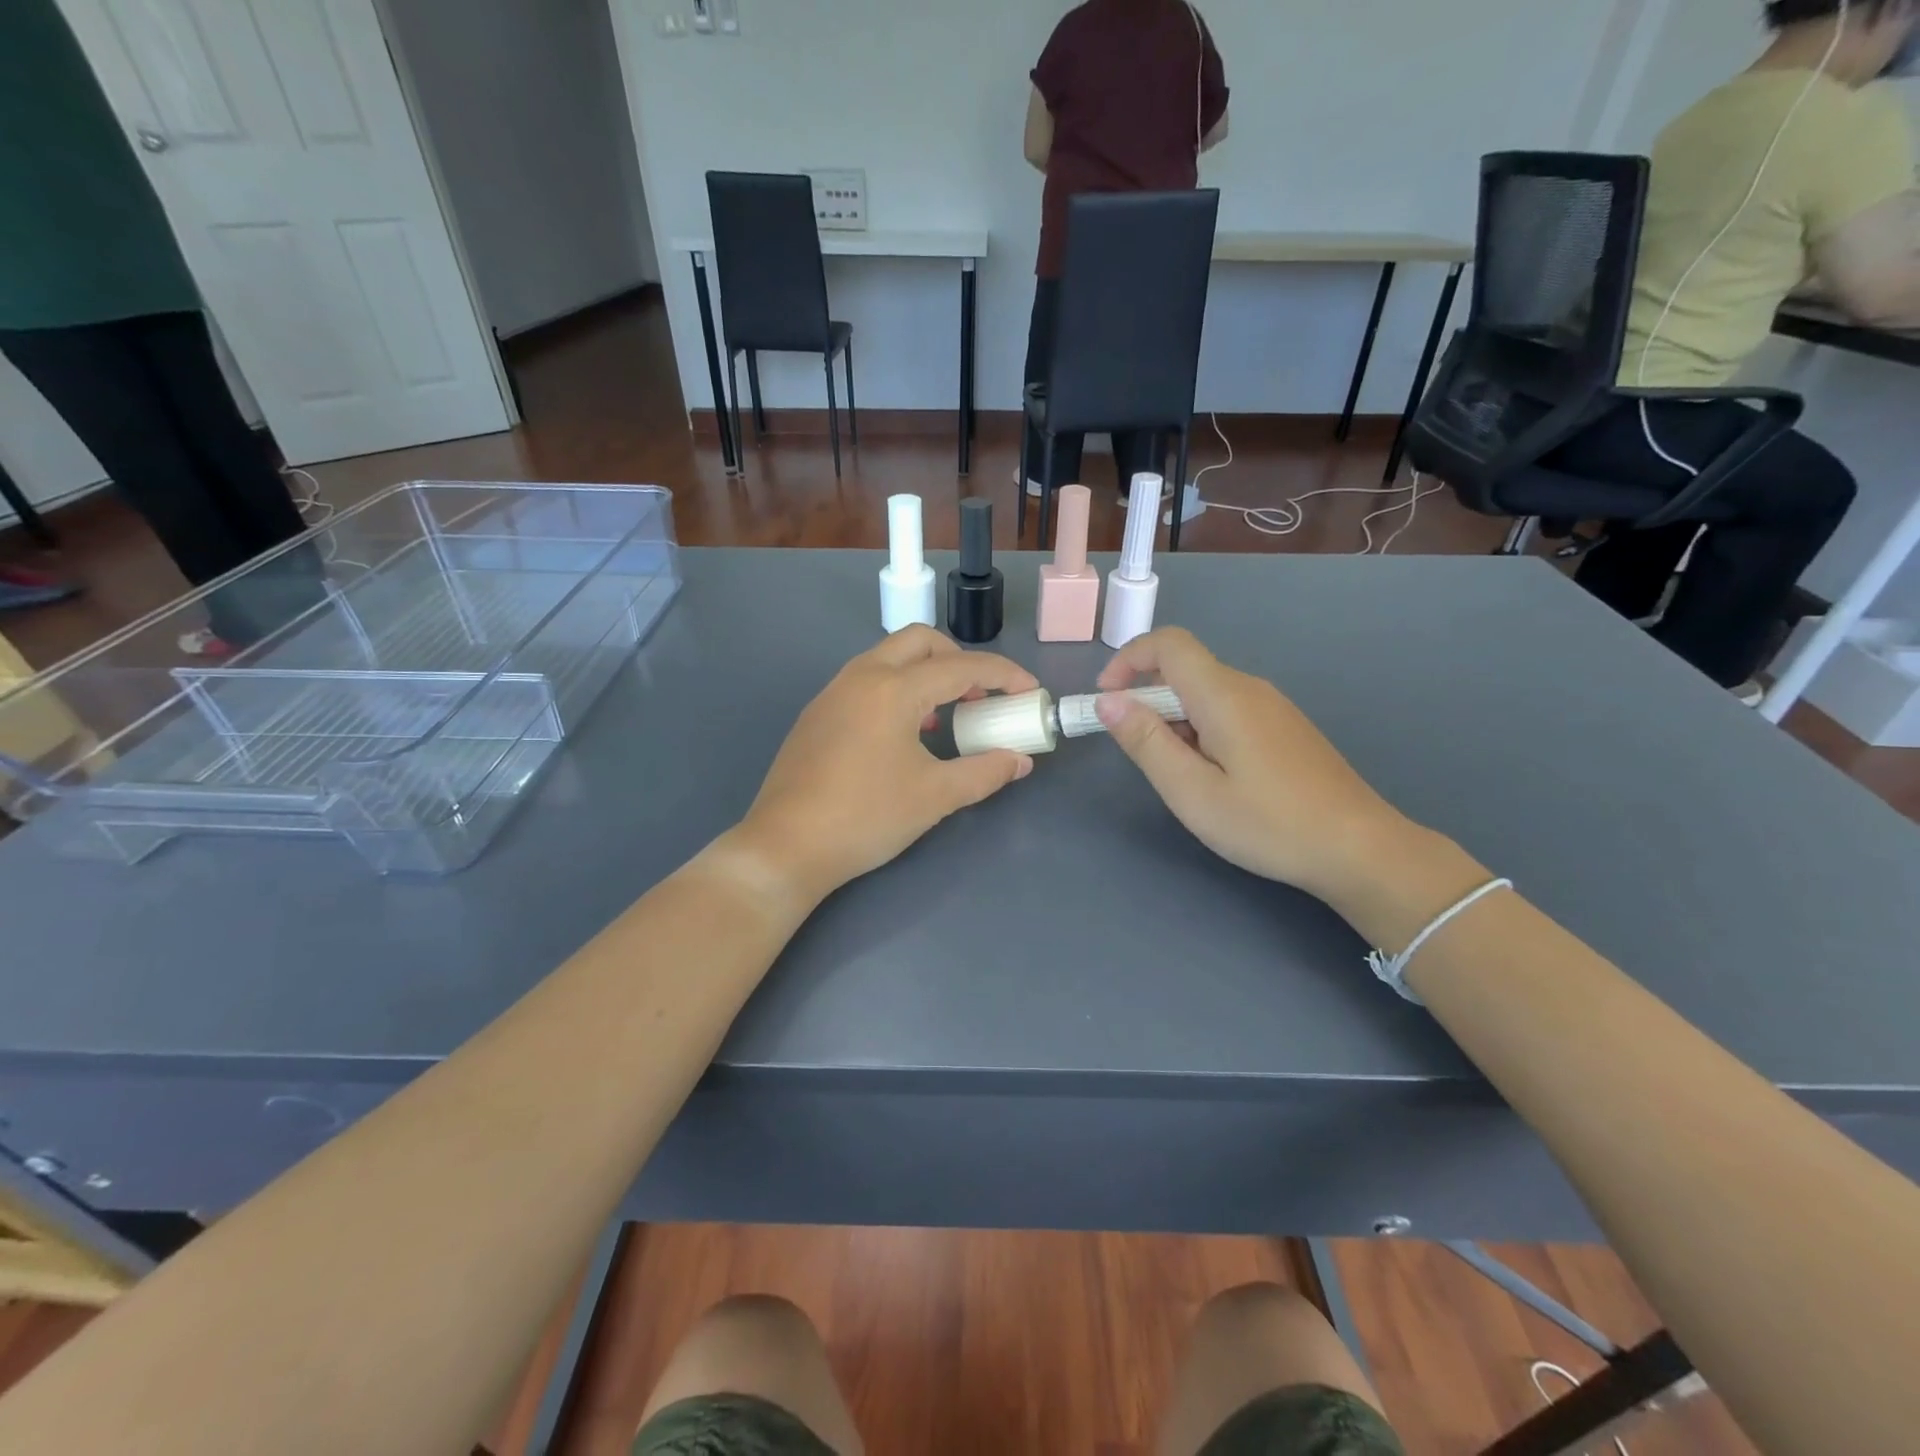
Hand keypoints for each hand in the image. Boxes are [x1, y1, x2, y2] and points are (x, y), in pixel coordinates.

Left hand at [737, 627, 1038, 905]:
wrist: (786, 846)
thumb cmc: (866, 817)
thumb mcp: (935, 796)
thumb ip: (985, 772)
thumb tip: (1020, 761)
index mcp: (892, 689)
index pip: (961, 666)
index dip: (1003, 675)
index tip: (1029, 692)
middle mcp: (860, 677)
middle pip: (920, 642)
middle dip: (959, 660)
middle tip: (980, 696)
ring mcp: (832, 693)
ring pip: (888, 658)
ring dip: (925, 674)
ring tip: (945, 717)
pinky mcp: (817, 714)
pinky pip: (866, 681)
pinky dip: (896, 690)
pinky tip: (903, 734)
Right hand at [1095, 629, 1407, 901]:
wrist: (1359, 848)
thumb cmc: (1268, 823)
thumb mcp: (1192, 791)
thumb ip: (1146, 742)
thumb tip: (1108, 701)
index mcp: (1224, 695)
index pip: (1168, 644)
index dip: (1128, 659)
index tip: (1106, 699)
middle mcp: (1249, 688)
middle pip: (1184, 670)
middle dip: (1148, 701)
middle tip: (1142, 758)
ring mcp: (1272, 707)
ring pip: (1205, 693)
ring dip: (1175, 720)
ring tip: (1181, 778)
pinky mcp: (1284, 728)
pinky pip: (1229, 711)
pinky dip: (1202, 730)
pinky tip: (1215, 778)